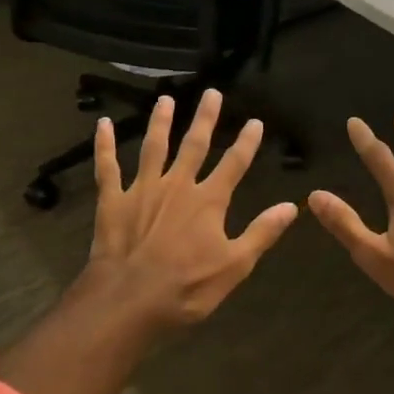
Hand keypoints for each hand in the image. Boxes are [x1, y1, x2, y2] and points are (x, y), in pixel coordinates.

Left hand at [83, 89, 298, 329]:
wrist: (128, 300)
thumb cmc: (186, 287)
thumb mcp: (235, 266)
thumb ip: (262, 232)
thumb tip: (291, 206)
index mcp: (208, 201)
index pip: (234, 164)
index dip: (246, 142)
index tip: (255, 122)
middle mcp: (177, 185)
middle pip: (194, 145)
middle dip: (205, 119)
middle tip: (211, 93)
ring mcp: (142, 189)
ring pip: (153, 147)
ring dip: (160, 122)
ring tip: (166, 99)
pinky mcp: (112, 200)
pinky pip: (107, 167)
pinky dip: (104, 145)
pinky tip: (102, 124)